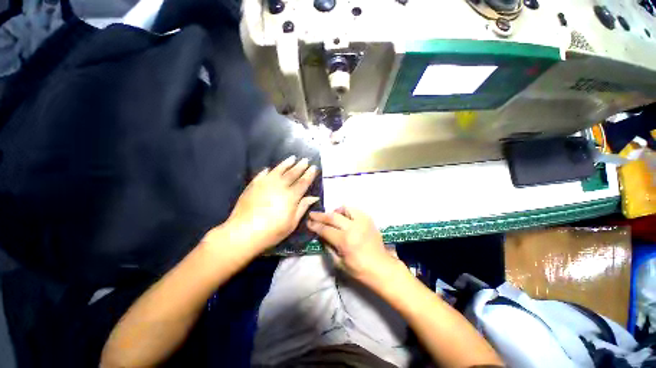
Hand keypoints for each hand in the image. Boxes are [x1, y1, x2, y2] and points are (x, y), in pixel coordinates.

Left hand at [225, 156, 318, 251]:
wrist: (243, 232)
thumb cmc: (272, 231)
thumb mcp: (292, 223)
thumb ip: (303, 207)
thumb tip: (314, 197)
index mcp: (291, 196)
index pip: (303, 182)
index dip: (309, 174)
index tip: (314, 167)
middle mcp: (279, 186)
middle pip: (292, 173)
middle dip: (300, 166)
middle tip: (305, 159)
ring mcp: (265, 183)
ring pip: (278, 170)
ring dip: (286, 163)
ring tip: (292, 158)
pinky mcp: (253, 185)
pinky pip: (262, 174)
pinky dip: (267, 171)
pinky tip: (269, 168)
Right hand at [307, 207, 401, 284]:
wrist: (381, 267)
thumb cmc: (359, 269)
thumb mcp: (338, 263)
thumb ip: (327, 246)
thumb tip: (320, 234)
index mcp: (345, 241)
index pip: (325, 230)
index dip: (315, 226)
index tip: (308, 222)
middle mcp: (353, 228)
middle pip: (332, 217)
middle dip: (320, 215)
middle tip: (312, 214)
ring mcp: (362, 222)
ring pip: (344, 209)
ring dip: (334, 212)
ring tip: (330, 216)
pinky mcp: (368, 219)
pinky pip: (354, 210)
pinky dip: (346, 211)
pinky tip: (344, 217)